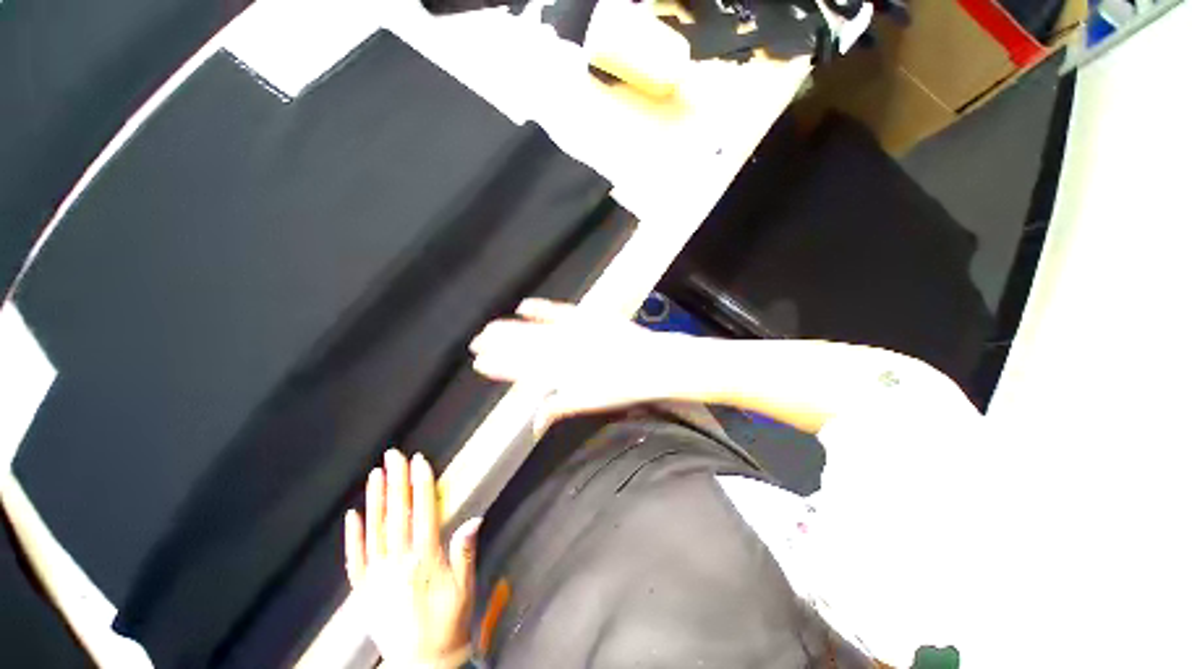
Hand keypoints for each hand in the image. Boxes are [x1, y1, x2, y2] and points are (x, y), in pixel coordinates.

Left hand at [345, 450, 480, 667]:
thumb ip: (465, 551)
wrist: (422, 660)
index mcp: (425, 559)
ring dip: (375, 500)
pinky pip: (354, 559)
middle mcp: (398, 563)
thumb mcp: (465, 586)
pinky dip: (352, 536)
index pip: (423, 512)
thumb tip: (473, 518)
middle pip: (397, 515)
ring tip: (375, 474)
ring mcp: (377, 576)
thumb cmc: (450, 619)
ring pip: (374, 531)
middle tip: (393, 456)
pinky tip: (352, 515)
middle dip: (396, 481)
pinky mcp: (363, 590)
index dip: (421, 484)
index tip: (419, 461)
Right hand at [469, 298, 698, 429]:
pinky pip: (558, 310)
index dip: (500, 366)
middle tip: (475, 344)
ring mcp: (574, 331)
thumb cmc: (622, 387)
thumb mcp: (590, 402)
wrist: (651, 363)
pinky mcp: (586, 316)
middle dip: (498, 346)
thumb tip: (536, 421)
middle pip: (523, 347)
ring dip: (510, 329)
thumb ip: (559, 407)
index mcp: (561, 372)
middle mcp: (562, 350)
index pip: (522, 369)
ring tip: (489, 329)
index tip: (480, 363)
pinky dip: (541, 308)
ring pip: (534, 330)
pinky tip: (524, 306)